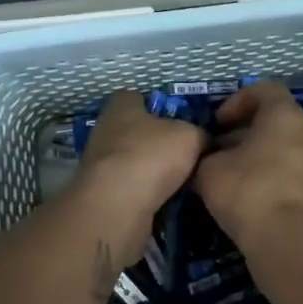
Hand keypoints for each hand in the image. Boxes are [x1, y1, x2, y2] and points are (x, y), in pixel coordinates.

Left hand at [73, 90, 206, 226]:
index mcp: (121, 106)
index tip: (179, 120)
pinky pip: (129, 187)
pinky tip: (165, 201)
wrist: (117, 206)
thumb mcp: (191, 136)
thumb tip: (203, 141)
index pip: (137, 97)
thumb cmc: (151, 156)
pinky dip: (145, 193)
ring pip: (133, 161)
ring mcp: (99, 163)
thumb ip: (199, 133)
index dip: (159, 106)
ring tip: (180, 181)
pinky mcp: (101, 192)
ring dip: (151, 170)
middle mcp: (105, 129)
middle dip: (157, 142)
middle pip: (136, 130)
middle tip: (184, 154)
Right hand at [194, 80, 302, 245]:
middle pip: (275, 120)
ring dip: (256, 155)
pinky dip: (269, 175)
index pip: (264, 90)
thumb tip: (208, 158)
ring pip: (283, 147)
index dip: (237, 101)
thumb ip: (207, 156)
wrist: (287, 241)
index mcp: (285, 115)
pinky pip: (290, 171)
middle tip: (219, 149)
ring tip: (229, 174)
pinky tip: (246, 195)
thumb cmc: (247, 189)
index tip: (218, 123)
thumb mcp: (209, 169)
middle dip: (244, 131)